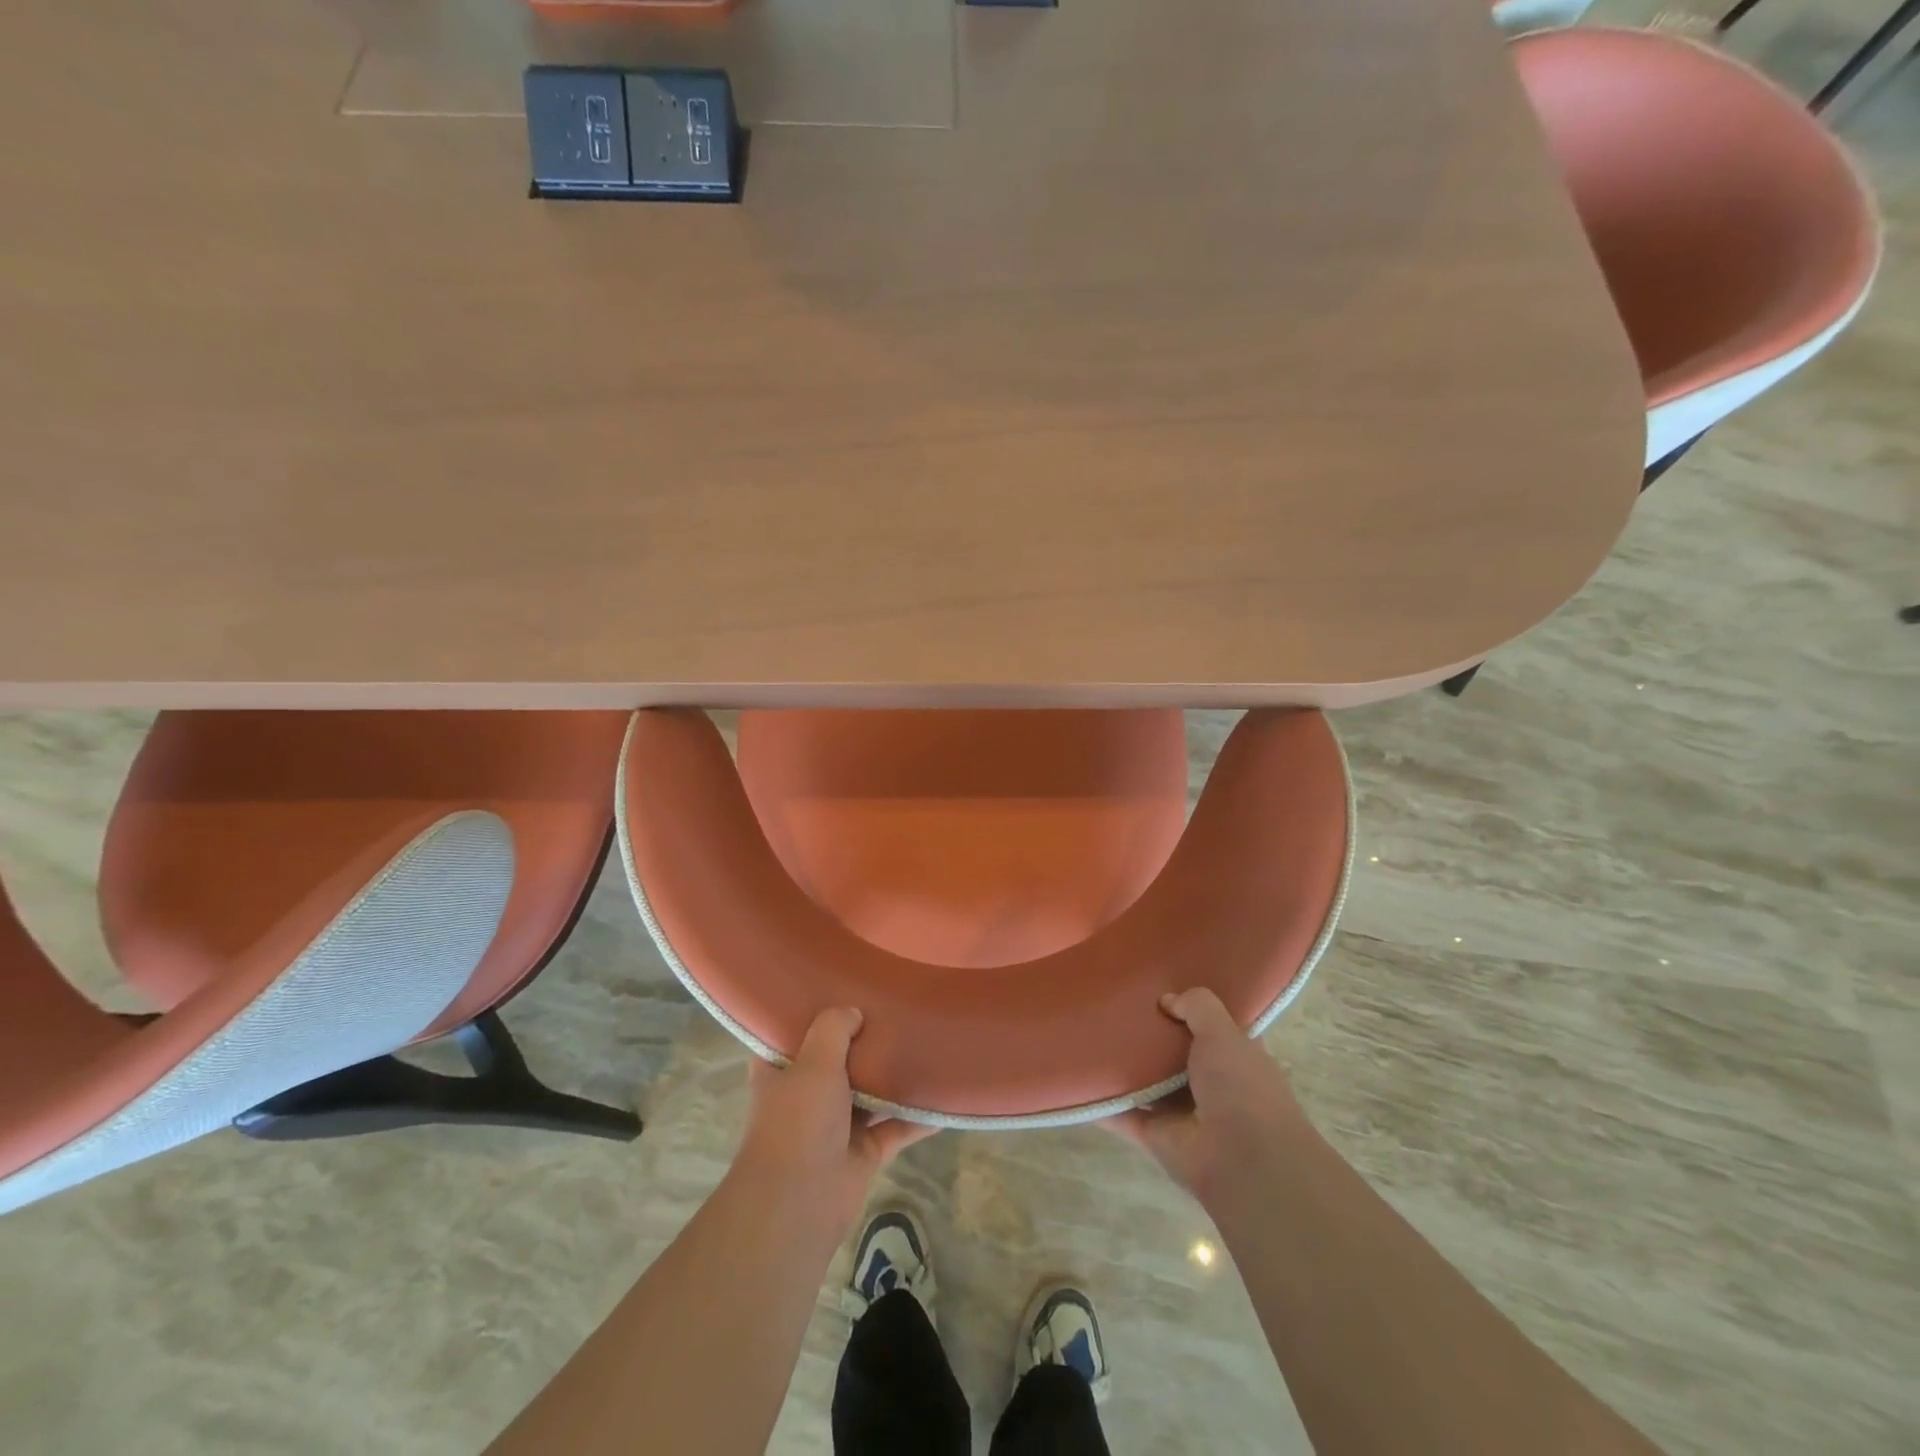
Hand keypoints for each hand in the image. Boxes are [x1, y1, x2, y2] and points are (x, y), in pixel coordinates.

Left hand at [733, 1008, 935, 1238]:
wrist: (800, 1203)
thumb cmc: (799, 1122)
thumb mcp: (814, 1062)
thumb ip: (834, 1028)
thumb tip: (853, 1012)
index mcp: (781, 1071)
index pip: (795, 1034)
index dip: (816, 1012)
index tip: (843, 988)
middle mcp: (806, 1095)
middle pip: (839, 1060)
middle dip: (863, 1041)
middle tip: (894, 1008)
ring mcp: (835, 1125)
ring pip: (870, 1093)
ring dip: (892, 1077)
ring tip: (924, 1043)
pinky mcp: (862, 1152)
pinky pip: (895, 1128)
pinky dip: (917, 1118)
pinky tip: (944, 1101)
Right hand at [1105, 988, 1310, 1201]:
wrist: (1243, 1163)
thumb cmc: (1242, 1088)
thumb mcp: (1224, 1033)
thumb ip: (1198, 1007)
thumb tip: (1167, 999)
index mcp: (1234, 1057)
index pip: (1210, 1025)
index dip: (1188, 1006)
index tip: (1158, 983)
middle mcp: (1209, 1082)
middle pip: (1171, 1050)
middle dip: (1148, 1032)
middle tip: (1113, 1002)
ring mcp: (1181, 1111)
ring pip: (1145, 1081)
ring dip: (1122, 1065)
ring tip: (1088, 1031)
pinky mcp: (1155, 1134)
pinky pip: (1122, 1113)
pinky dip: (1101, 1101)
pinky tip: (1075, 1078)